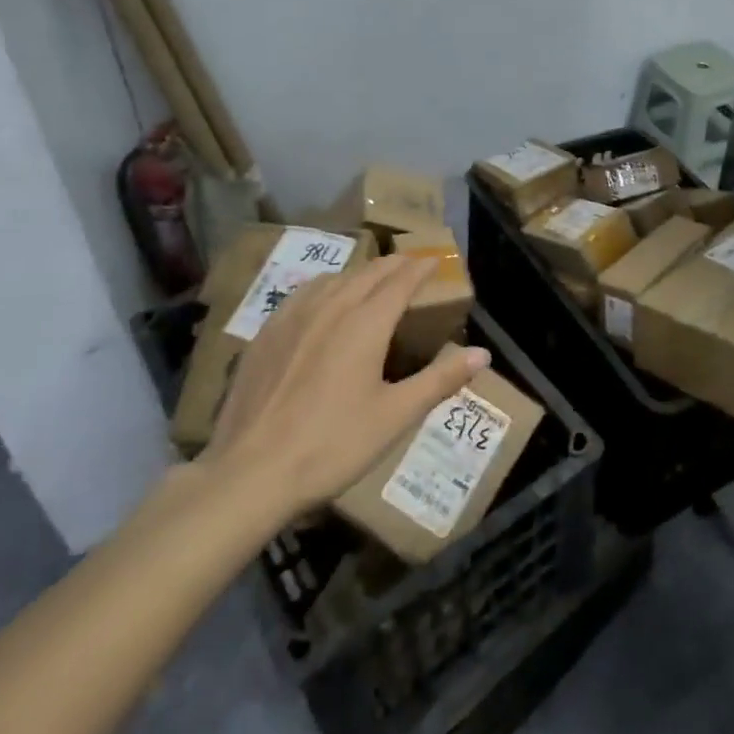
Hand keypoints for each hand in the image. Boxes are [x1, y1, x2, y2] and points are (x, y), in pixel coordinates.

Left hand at [197, 255, 488, 518]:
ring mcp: (292, 318)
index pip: (399, 281)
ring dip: (359, 273)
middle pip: (367, 273)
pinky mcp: (265, 334)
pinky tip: (321, 300)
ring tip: (371, 277)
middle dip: (393, 265)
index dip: (420, 268)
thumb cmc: (332, 445)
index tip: (435, 260)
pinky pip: (302, 294)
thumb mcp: (395, 417)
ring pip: (333, 279)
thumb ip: (440, 380)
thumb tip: (483, 354)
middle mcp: (330, 308)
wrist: (250, 473)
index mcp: (365, 324)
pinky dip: (325, 286)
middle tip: (410, 263)